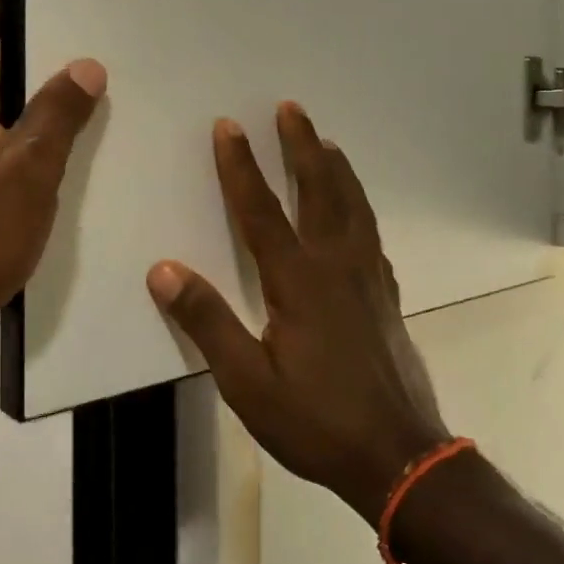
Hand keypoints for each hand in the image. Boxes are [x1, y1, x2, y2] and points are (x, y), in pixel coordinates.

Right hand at [147, 103, 449, 523]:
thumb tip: (164, 270)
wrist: (399, 455)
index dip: (241, 166)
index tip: (228, 126)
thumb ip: (208, 322)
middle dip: (301, 146)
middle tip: (291, 108)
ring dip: (336, 169)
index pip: (261, 211)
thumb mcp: (248, 383)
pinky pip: (372, 234)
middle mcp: (336, 266)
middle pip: (319, 191)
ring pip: (353, 206)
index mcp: (298, 282)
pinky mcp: (387, 295)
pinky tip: (358, 211)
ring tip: (327, 141)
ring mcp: (368, 278)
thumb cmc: (316, 421)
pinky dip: (361, 208)